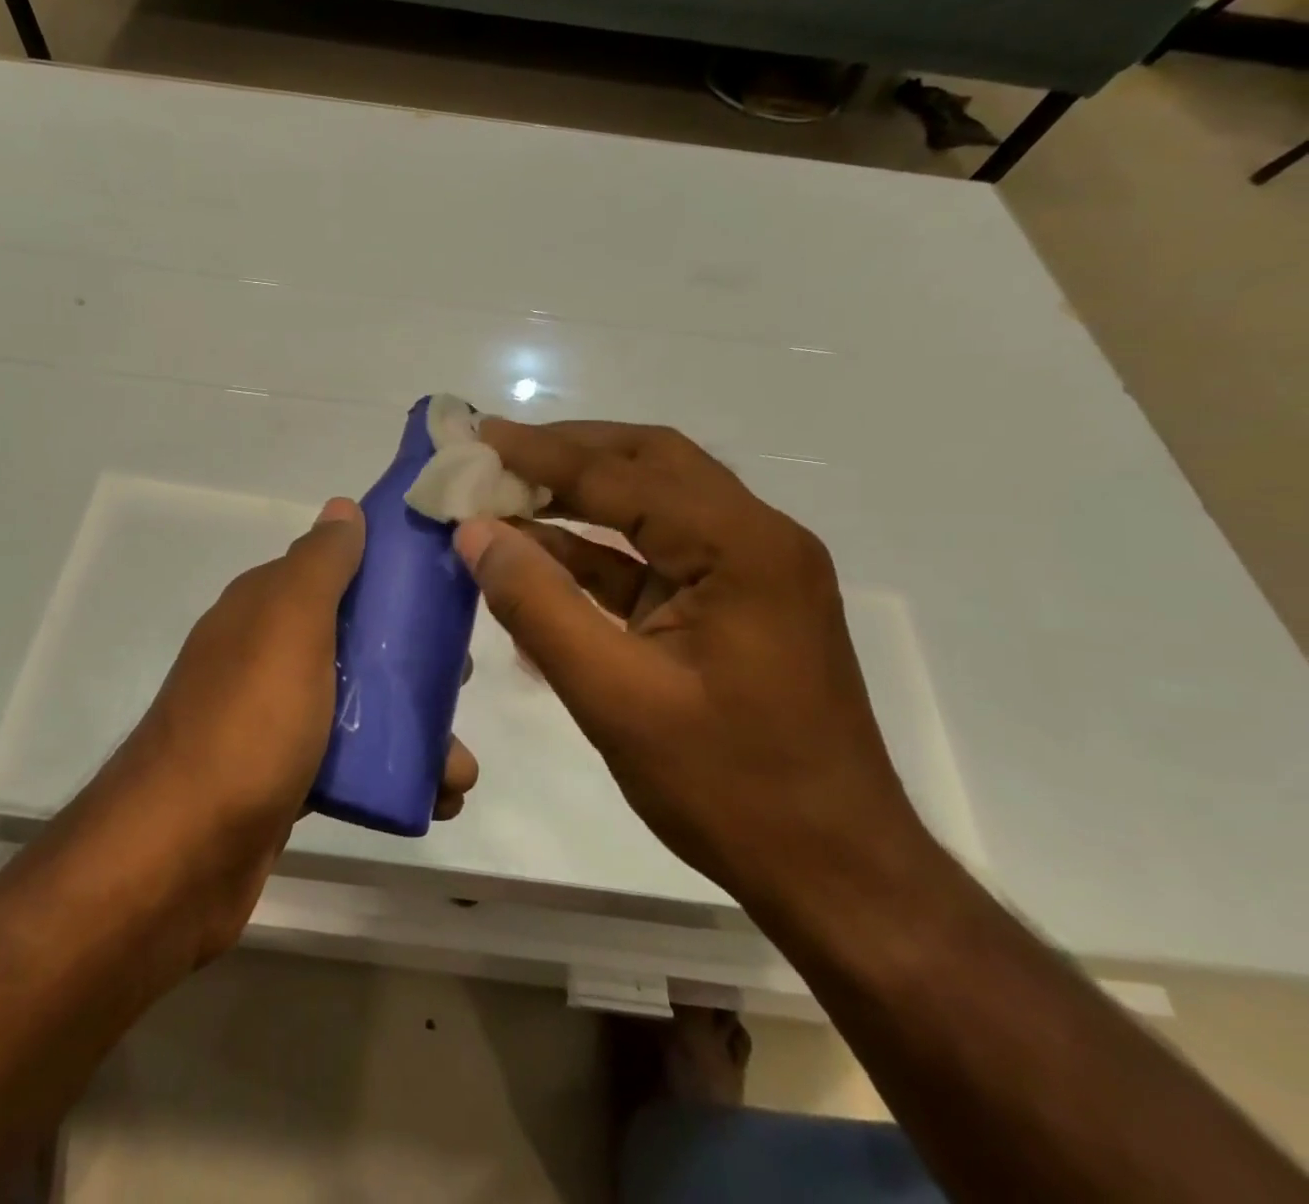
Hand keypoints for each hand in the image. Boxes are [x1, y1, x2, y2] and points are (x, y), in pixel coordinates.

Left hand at [95, 497, 479, 956]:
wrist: (181, 856)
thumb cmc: (248, 724)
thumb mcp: (289, 625)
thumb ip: (319, 564)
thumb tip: (344, 507)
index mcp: (263, 610)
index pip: (334, 572)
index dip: (388, 576)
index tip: (444, 593)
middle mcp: (264, 657)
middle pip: (353, 641)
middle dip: (411, 659)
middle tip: (459, 681)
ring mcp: (272, 721)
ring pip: (357, 707)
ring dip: (413, 727)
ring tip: (459, 766)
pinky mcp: (284, 781)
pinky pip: (349, 764)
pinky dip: (391, 774)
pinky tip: (434, 797)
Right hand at [454, 420, 924, 913]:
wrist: (835, 873)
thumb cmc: (729, 787)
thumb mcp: (615, 698)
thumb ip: (539, 606)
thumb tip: (475, 532)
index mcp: (741, 548)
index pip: (624, 474)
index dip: (542, 453)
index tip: (477, 437)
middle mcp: (755, 540)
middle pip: (650, 464)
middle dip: (567, 455)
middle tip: (494, 455)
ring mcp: (749, 572)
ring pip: (653, 505)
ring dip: (580, 497)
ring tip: (506, 493)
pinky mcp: (733, 605)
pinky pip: (656, 556)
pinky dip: (598, 550)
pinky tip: (541, 555)